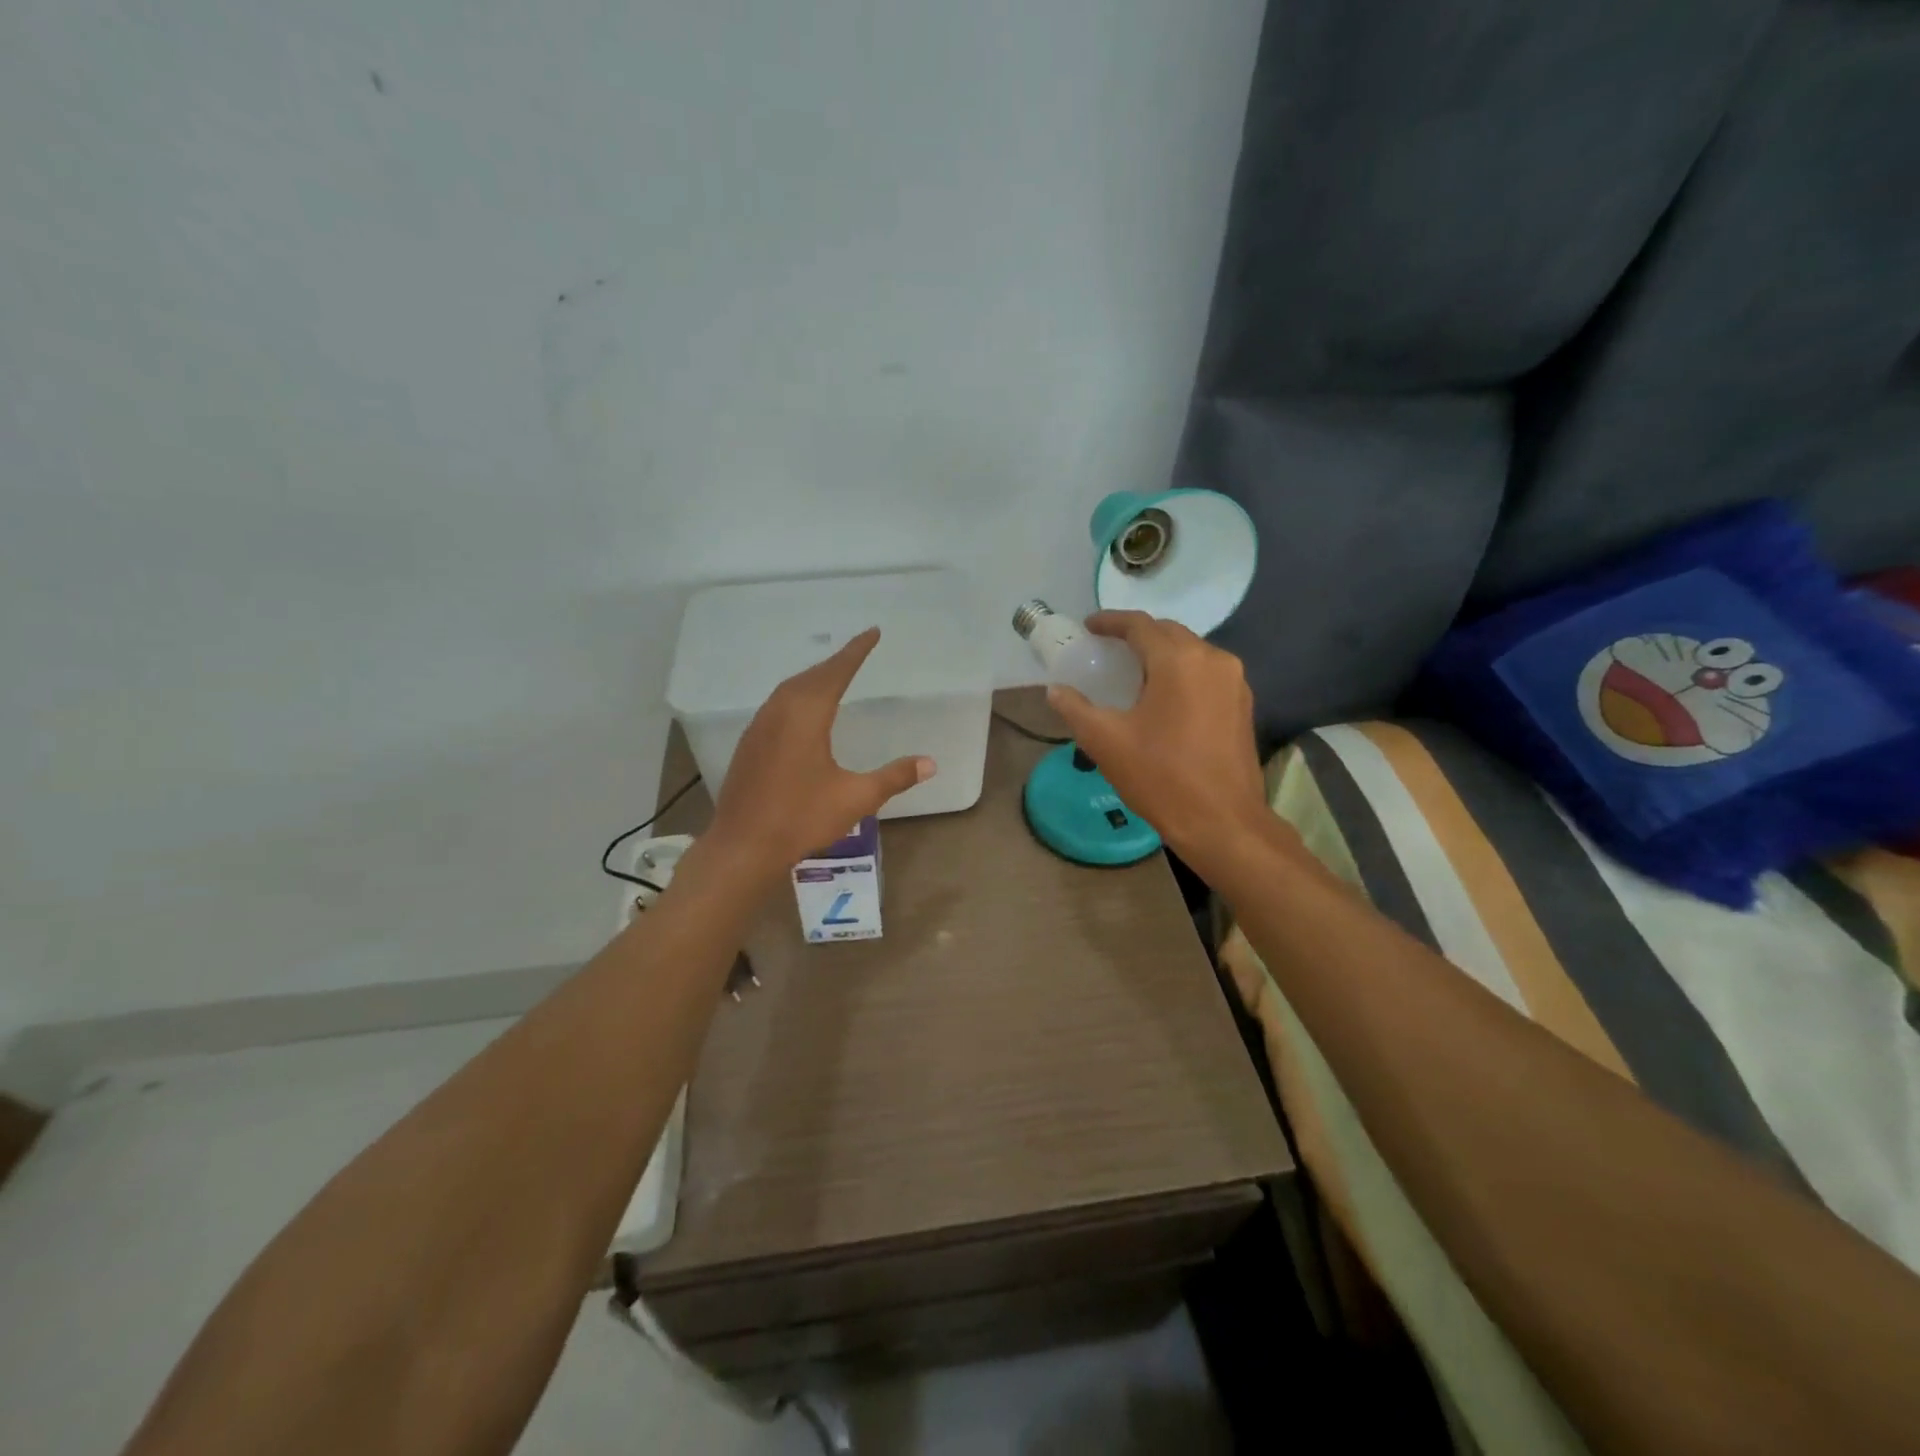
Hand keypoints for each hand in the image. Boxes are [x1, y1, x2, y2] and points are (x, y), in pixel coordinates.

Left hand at [706, 627, 935, 874]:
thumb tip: (930, 763)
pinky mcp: (749, 743)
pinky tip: (803, 711)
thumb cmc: (802, 818)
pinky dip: (797, 695)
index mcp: (807, 715)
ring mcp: (760, 727)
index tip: (873, 632)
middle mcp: (780, 712)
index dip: (857, 651)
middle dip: (836, 662)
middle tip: (858, 652)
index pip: (837, 672)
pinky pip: (777, 705)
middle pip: (812, 676)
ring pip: (790, 689)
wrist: (743, 846)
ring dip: (815, 677)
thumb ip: (894, 777)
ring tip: (835, 676)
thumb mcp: (856, 798)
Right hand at [1046, 611, 1266, 870]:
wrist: (1222, 822)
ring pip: (1191, 652)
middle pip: (1169, 633)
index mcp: (1178, 661)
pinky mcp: (1243, 704)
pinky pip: (1207, 673)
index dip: (1110, 622)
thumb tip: (1056, 690)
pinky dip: (1182, 673)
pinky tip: (1164, 696)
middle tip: (1107, 650)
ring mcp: (1234, 681)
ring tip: (1133, 672)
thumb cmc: (1161, 778)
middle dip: (1137, 636)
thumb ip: (1076, 708)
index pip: (1140, 626)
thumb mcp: (1106, 742)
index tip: (1088, 627)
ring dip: (1161, 654)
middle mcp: (1212, 659)